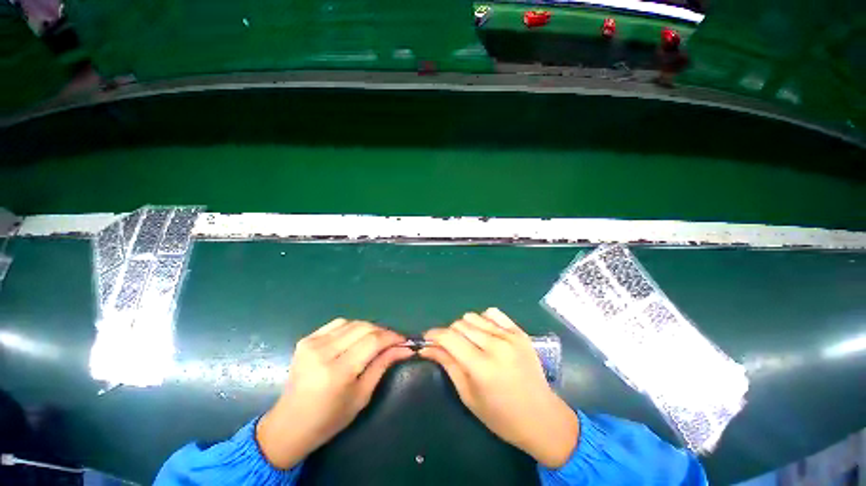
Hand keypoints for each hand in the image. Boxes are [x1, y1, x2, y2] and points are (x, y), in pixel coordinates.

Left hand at [256, 319, 412, 468]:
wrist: (289, 424)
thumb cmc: (329, 419)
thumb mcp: (362, 396)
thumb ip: (382, 365)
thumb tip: (404, 348)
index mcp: (337, 372)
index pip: (373, 341)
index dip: (392, 337)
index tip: (404, 340)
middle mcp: (323, 352)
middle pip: (364, 328)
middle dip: (383, 332)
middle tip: (392, 341)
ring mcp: (312, 343)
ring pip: (353, 323)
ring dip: (369, 328)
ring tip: (376, 340)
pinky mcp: (306, 339)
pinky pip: (338, 323)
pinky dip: (352, 327)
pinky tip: (356, 337)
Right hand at [420, 308, 578, 468]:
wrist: (542, 417)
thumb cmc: (501, 416)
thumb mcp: (468, 395)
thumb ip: (448, 365)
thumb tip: (426, 347)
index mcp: (482, 367)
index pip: (449, 337)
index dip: (433, 335)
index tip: (426, 339)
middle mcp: (496, 346)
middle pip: (460, 324)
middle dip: (449, 334)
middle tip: (450, 347)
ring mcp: (510, 336)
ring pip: (473, 316)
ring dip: (465, 327)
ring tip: (470, 343)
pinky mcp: (519, 332)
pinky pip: (493, 313)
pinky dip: (483, 320)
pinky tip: (486, 334)